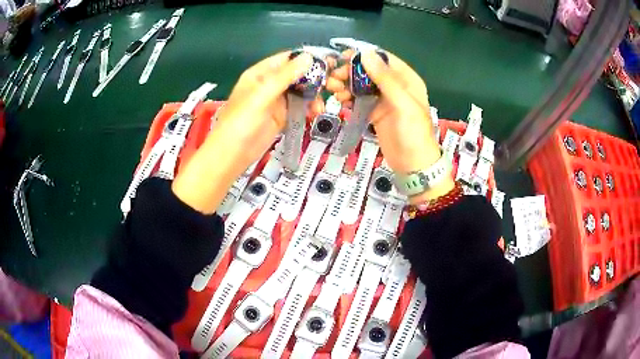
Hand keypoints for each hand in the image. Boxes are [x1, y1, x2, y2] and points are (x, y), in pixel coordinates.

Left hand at [172, 51, 316, 213]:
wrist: (233, 154)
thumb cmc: (242, 121)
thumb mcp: (262, 94)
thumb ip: (285, 76)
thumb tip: (308, 57)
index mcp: (261, 73)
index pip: (286, 59)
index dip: (306, 59)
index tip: (328, 63)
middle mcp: (269, 84)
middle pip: (296, 75)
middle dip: (313, 80)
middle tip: (330, 87)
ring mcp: (275, 101)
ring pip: (300, 92)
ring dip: (313, 96)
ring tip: (320, 107)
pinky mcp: (281, 116)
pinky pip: (298, 107)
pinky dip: (308, 109)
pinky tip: (315, 113)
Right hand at [326, 50, 453, 201]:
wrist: (412, 164)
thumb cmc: (412, 132)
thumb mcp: (402, 103)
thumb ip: (385, 79)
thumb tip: (365, 53)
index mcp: (406, 79)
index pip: (383, 59)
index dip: (363, 55)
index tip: (343, 57)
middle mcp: (394, 85)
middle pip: (368, 71)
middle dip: (350, 71)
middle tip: (333, 77)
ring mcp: (383, 99)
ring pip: (361, 84)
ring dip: (345, 84)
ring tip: (333, 89)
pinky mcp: (374, 111)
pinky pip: (358, 99)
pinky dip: (348, 97)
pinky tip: (339, 100)